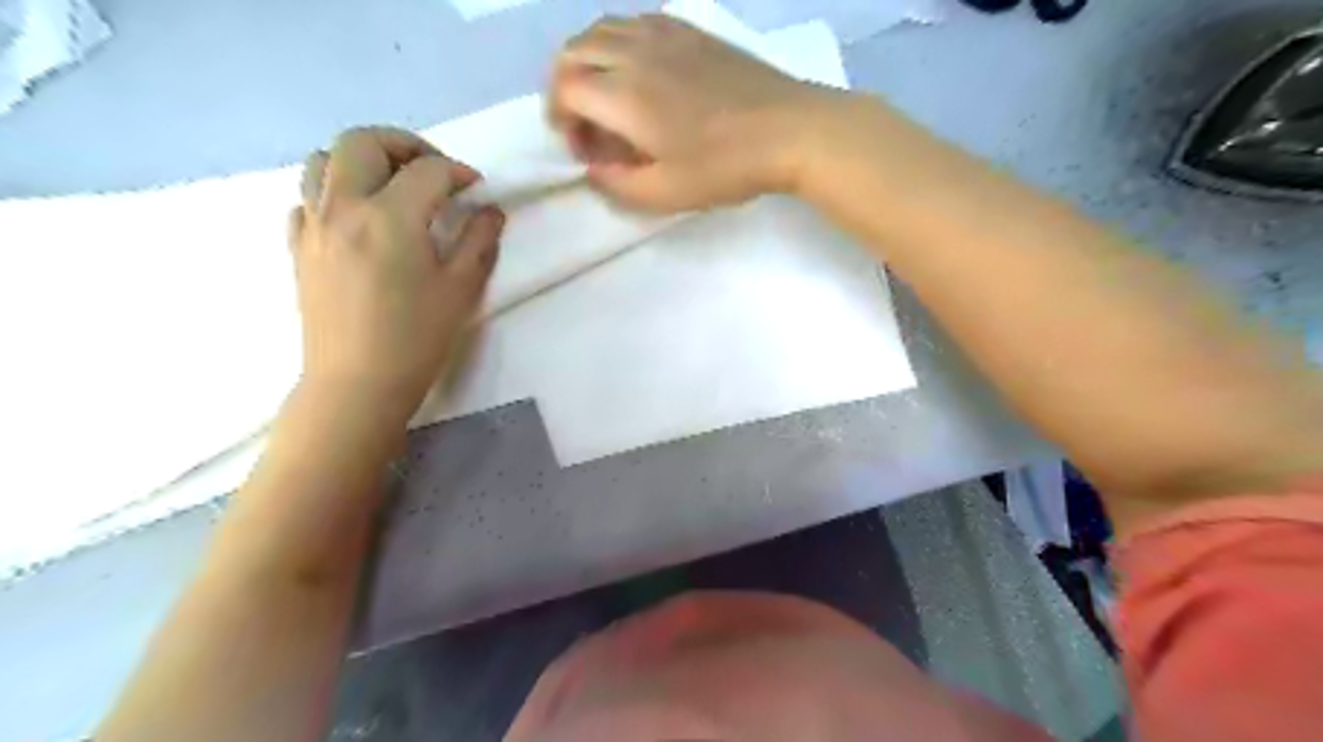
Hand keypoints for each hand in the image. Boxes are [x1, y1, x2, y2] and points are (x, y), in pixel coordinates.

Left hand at [291, 128, 508, 421]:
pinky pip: (306, 198)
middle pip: (363, 141)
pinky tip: (359, 219)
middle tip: (432, 170)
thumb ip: (479, 241)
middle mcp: (343, 207)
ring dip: (361, 160)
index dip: (459, 173)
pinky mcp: (298, 247)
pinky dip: (333, 192)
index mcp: (390, 216)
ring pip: (322, 159)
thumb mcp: (461, 289)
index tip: (477, 190)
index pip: (428, 170)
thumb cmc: (416, 339)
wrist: (357, 383)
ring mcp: (313, 224)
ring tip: (392, 186)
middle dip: (404, 144)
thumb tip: (490, 211)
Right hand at [547, 15, 823, 209]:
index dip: (560, 119)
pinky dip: (619, 42)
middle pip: (573, 50)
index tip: (580, 148)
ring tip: (604, 95)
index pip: (565, 89)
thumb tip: (593, 169)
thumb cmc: (725, 166)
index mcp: (624, 94)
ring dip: (587, 60)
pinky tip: (638, 70)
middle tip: (581, 122)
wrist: (788, 129)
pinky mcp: (689, 30)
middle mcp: (634, 52)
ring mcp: (663, 34)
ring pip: (602, 29)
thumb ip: (617, 184)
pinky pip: (635, 21)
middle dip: (563, 85)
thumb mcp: (665, 194)